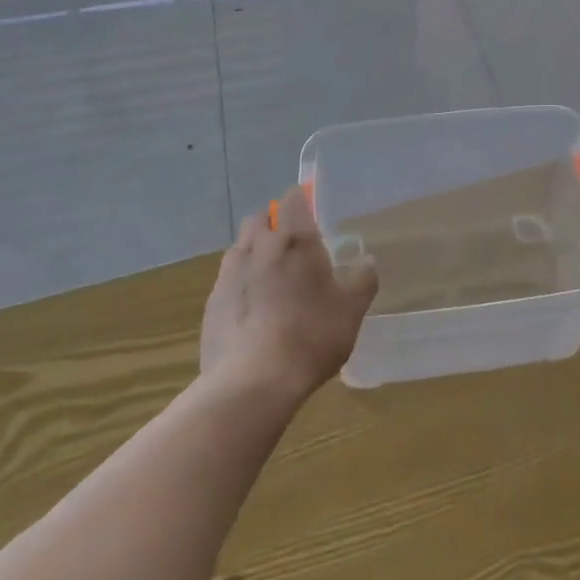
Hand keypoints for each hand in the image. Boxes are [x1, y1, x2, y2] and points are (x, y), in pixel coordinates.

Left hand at [201, 187, 378, 404]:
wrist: (252, 380)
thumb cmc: (311, 336)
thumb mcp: (351, 311)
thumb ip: (362, 280)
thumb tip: (367, 260)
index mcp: (294, 239)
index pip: (293, 199)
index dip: (301, 200)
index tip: (311, 211)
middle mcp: (257, 246)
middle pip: (260, 218)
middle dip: (273, 223)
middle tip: (292, 247)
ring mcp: (229, 273)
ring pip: (241, 247)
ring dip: (254, 253)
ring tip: (272, 281)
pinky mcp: (211, 302)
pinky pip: (228, 280)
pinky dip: (240, 285)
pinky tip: (253, 312)